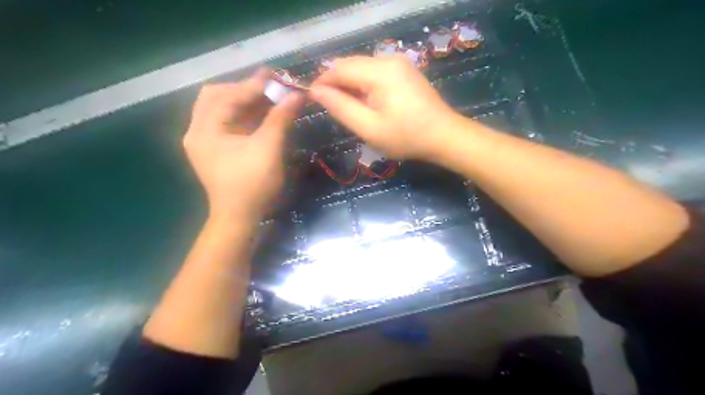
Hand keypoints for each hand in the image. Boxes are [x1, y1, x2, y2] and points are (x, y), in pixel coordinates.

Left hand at [182, 70, 304, 222]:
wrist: (239, 218)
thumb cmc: (252, 185)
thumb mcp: (268, 150)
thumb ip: (280, 119)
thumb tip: (297, 95)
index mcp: (205, 130)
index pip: (227, 96)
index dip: (253, 85)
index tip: (276, 76)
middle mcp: (198, 131)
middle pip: (217, 97)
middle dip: (244, 90)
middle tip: (270, 88)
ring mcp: (205, 141)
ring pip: (222, 109)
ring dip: (245, 102)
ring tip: (270, 99)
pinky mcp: (215, 149)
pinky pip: (227, 123)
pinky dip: (244, 116)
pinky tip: (263, 115)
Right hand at [310, 55, 459, 159]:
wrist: (444, 137)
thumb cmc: (406, 137)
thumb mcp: (369, 128)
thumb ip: (341, 108)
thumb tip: (316, 91)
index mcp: (380, 71)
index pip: (340, 68)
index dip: (322, 82)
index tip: (311, 99)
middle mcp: (389, 59)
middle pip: (351, 65)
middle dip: (336, 84)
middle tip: (330, 108)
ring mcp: (399, 64)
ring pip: (362, 69)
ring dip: (350, 86)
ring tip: (348, 109)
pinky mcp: (404, 71)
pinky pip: (375, 73)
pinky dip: (364, 86)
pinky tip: (366, 104)